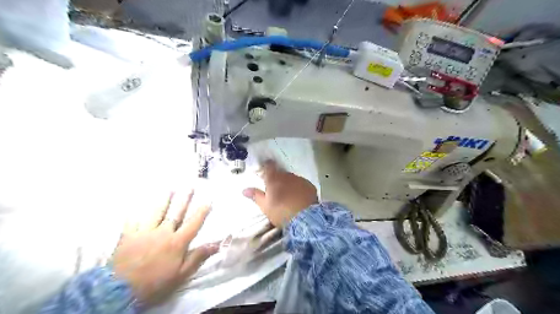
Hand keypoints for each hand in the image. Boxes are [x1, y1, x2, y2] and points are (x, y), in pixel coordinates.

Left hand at [112, 191, 217, 306]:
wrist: (119, 291)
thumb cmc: (155, 283)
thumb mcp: (181, 274)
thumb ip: (198, 257)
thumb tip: (216, 244)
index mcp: (177, 242)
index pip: (193, 223)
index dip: (202, 211)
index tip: (208, 200)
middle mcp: (163, 232)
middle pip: (176, 213)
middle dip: (184, 199)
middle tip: (190, 186)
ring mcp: (144, 232)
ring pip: (156, 212)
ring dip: (164, 199)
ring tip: (169, 188)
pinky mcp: (128, 235)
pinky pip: (132, 220)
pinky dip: (135, 211)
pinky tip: (137, 203)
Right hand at [243, 162, 316, 225]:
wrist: (306, 218)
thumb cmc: (281, 212)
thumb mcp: (265, 206)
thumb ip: (256, 196)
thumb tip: (244, 190)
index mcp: (274, 179)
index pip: (269, 166)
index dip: (266, 167)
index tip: (265, 171)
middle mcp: (287, 176)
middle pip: (281, 173)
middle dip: (278, 179)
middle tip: (276, 191)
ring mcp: (300, 180)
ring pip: (292, 179)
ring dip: (289, 184)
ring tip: (289, 196)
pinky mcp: (310, 185)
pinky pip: (301, 184)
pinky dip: (299, 188)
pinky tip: (299, 198)